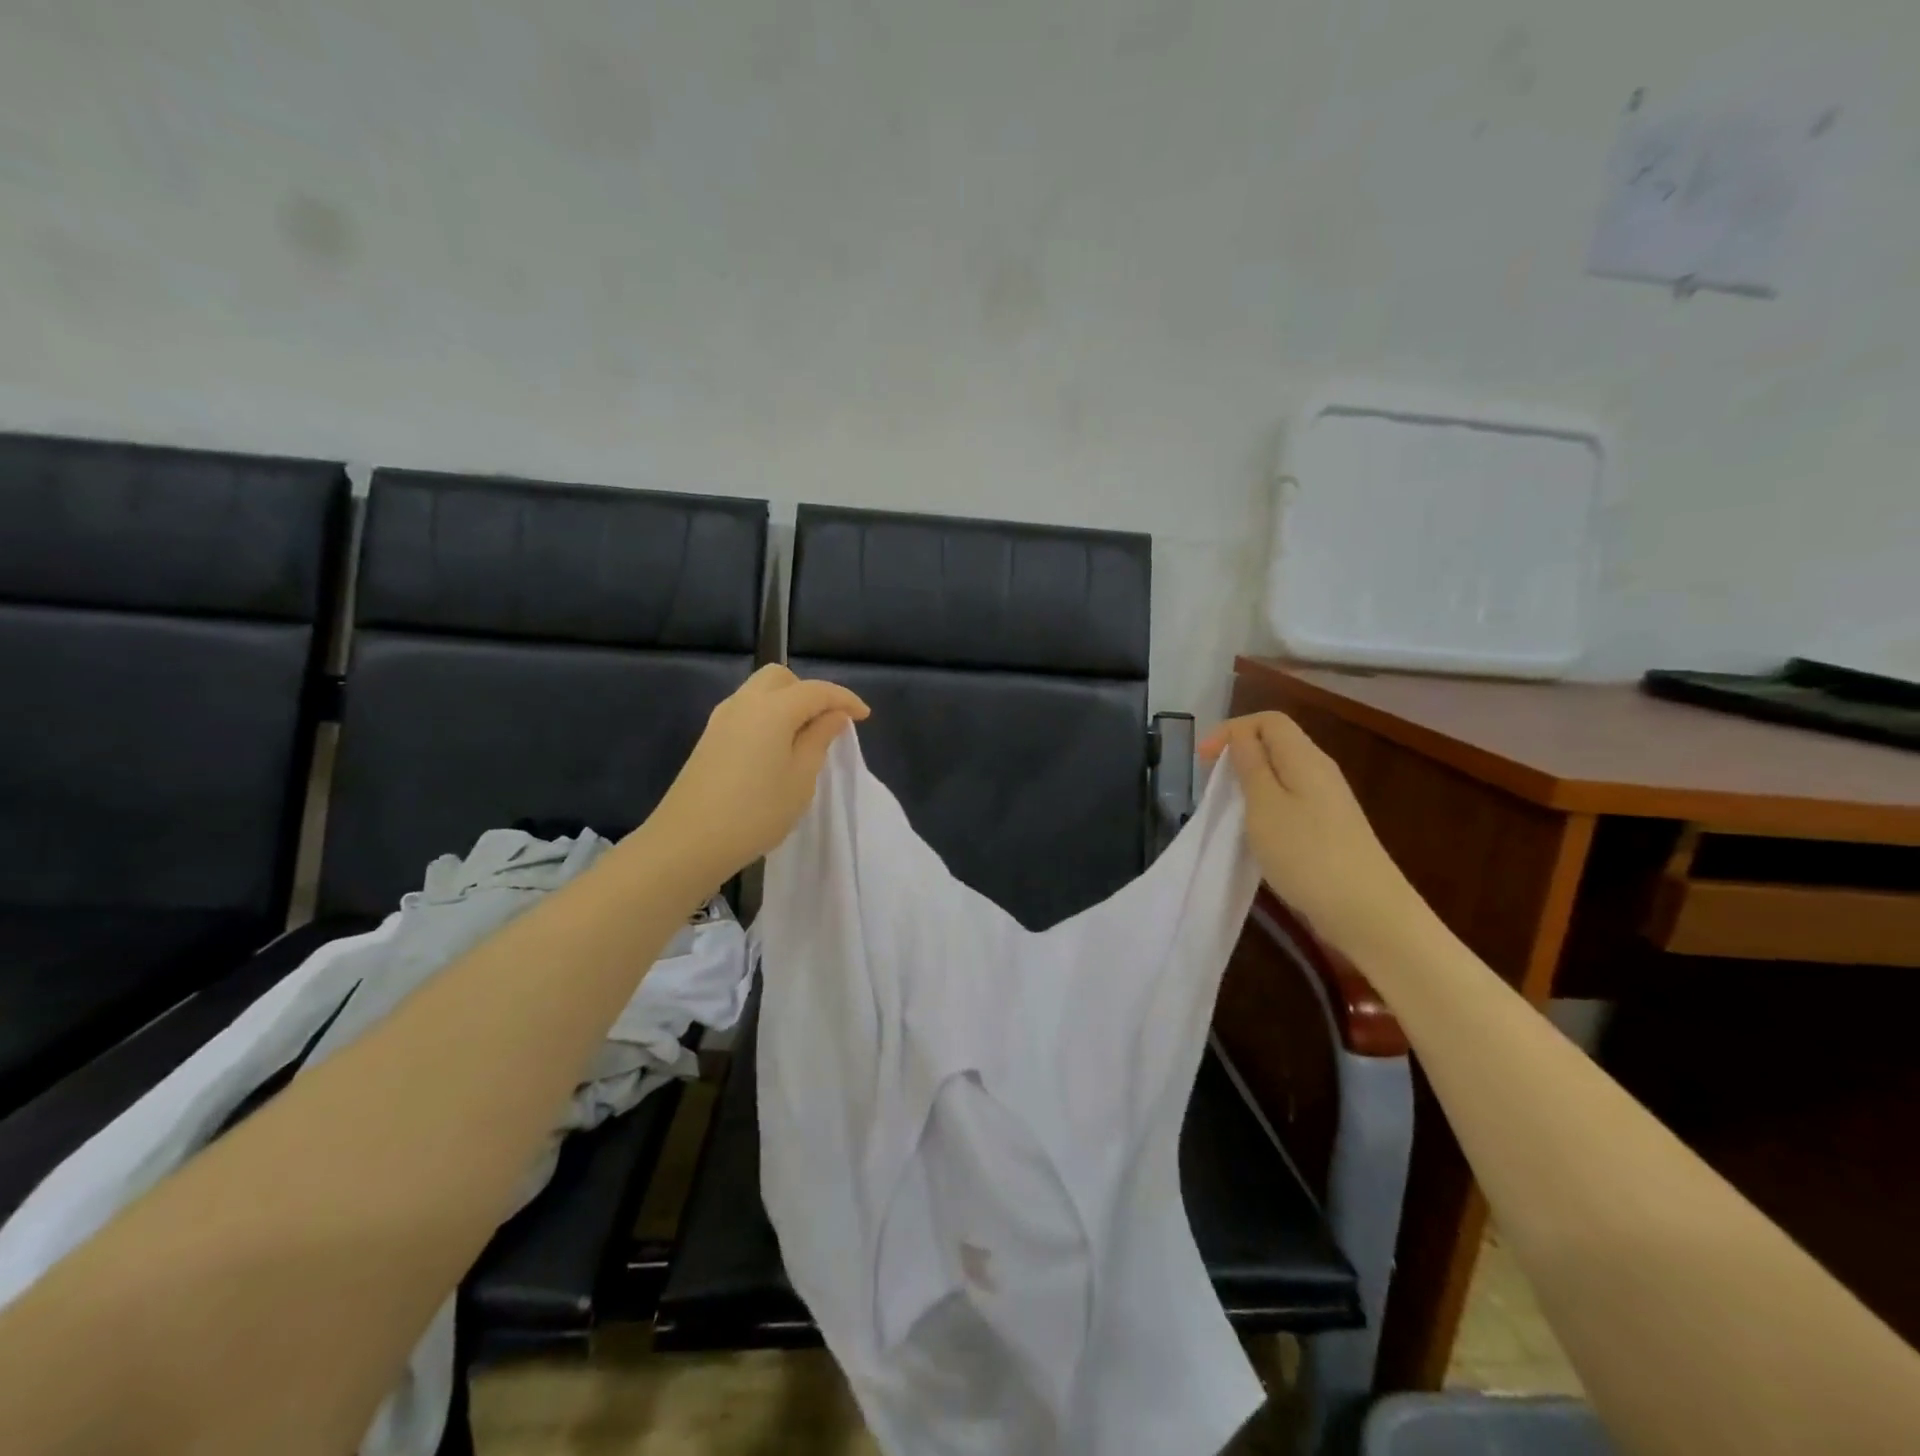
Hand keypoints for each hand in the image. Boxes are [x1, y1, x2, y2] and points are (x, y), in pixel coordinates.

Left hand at [648, 664, 868, 883]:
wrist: (688, 842)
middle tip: (827, 723)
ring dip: (787, 704)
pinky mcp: (709, 738)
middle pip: (781, 678)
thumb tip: (833, 715)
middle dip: (810, 692)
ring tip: (805, 738)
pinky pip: (746, 711)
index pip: (816, 690)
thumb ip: (819, 739)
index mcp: (772, 709)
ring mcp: (721, 719)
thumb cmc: (756, 812)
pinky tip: (776, 749)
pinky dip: (768, 717)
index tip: (865, 716)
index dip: (844, 699)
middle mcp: (744, 703)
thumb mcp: (801, 778)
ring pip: (760, 692)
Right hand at [1201, 712, 1428, 960]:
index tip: (1202, 760)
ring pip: (1281, 773)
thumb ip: (1251, 766)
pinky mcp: (1329, 827)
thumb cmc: (1307, 854)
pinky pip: (1290, 799)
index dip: (1230, 730)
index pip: (1267, 720)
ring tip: (1227, 807)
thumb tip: (1240, 736)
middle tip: (1211, 783)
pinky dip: (1265, 804)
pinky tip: (1254, 831)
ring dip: (1249, 781)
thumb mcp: (1265, 807)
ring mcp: (1328, 801)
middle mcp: (1319, 771)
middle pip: (1276, 743)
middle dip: (1238, 754)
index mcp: (1305, 758)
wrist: (1367, 912)